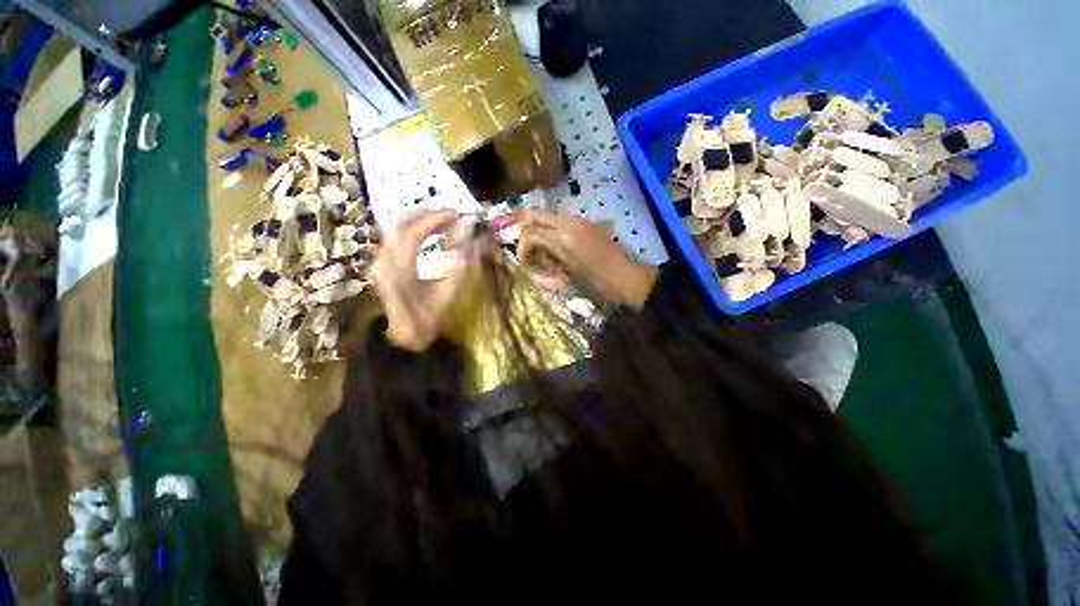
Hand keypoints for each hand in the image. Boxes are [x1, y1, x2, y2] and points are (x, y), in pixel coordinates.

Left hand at [370, 210, 478, 351]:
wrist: (404, 336)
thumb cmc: (428, 319)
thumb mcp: (448, 294)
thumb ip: (460, 267)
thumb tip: (473, 241)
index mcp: (399, 270)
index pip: (413, 233)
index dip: (435, 220)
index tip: (456, 215)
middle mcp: (383, 261)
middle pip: (400, 224)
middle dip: (426, 214)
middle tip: (450, 215)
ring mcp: (379, 261)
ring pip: (395, 228)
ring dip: (419, 220)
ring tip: (441, 221)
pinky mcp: (381, 263)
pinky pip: (395, 237)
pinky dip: (413, 229)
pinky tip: (427, 233)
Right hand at [517, 210, 657, 307]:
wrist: (626, 278)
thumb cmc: (596, 286)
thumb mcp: (565, 284)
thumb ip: (543, 274)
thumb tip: (530, 269)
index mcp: (562, 241)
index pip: (529, 233)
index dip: (521, 248)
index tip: (524, 263)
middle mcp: (568, 224)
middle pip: (535, 214)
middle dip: (525, 230)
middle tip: (528, 250)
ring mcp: (579, 220)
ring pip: (548, 215)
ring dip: (539, 228)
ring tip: (542, 249)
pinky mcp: (586, 222)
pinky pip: (561, 219)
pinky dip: (552, 229)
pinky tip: (557, 246)